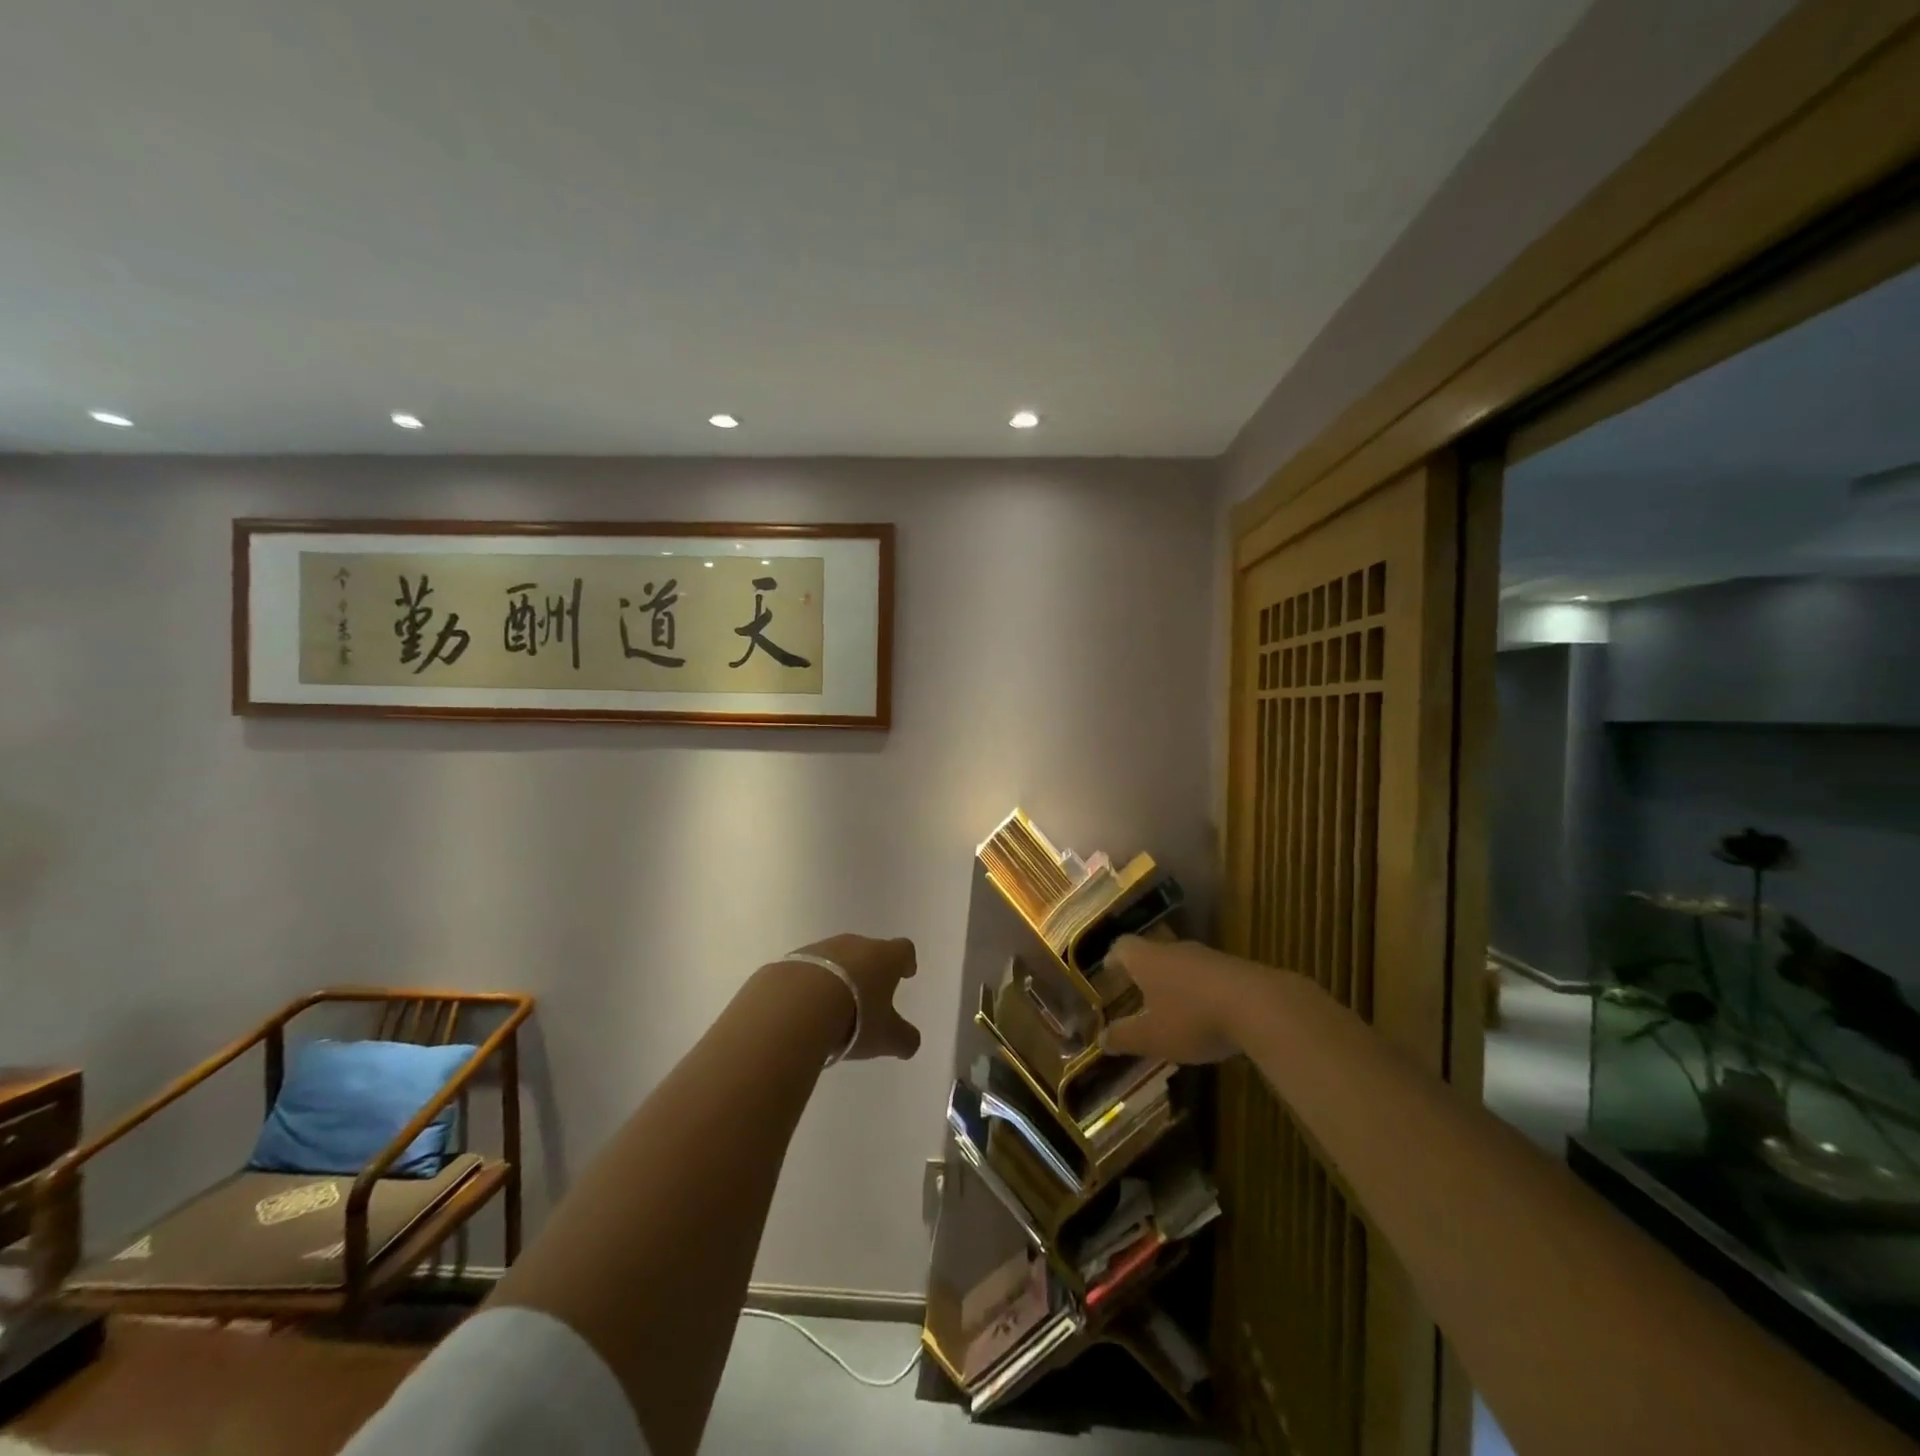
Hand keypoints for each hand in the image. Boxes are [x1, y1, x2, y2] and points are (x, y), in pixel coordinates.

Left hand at [784, 933, 922, 1061]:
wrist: (795, 1008)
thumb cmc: (854, 1018)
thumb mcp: (887, 1038)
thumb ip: (904, 1039)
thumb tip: (910, 1043)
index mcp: (884, 957)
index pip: (903, 950)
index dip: (906, 962)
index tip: (906, 973)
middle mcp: (855, 945)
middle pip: (868, 951)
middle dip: (870, 970)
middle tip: (869, 995)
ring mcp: (820, 949)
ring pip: (836, 959)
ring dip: (838, 976)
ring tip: (834, 1006)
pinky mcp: (791, 961)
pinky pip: (807, 970)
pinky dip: (810, 985)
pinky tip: (805, 1008)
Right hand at [1098, 936, 1251, 1064]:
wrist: (1259, 1006)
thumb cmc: (1192, 1018)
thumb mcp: (1152, 1037)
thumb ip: (1124, 1037)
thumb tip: (1100, 1039)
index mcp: (1147, 959)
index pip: (1122, 947)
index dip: (1113, 959)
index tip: (1109, 973)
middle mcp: (1174, 950)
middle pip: (1152, 952)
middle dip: (1144, 972)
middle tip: (1138, 993)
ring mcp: (1207, 956)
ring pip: (1182, 964)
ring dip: (1174, 982)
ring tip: (1171, 1008)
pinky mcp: (1235, 968)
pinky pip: (1207, 976)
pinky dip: (1200, 991)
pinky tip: (1207, 1016)